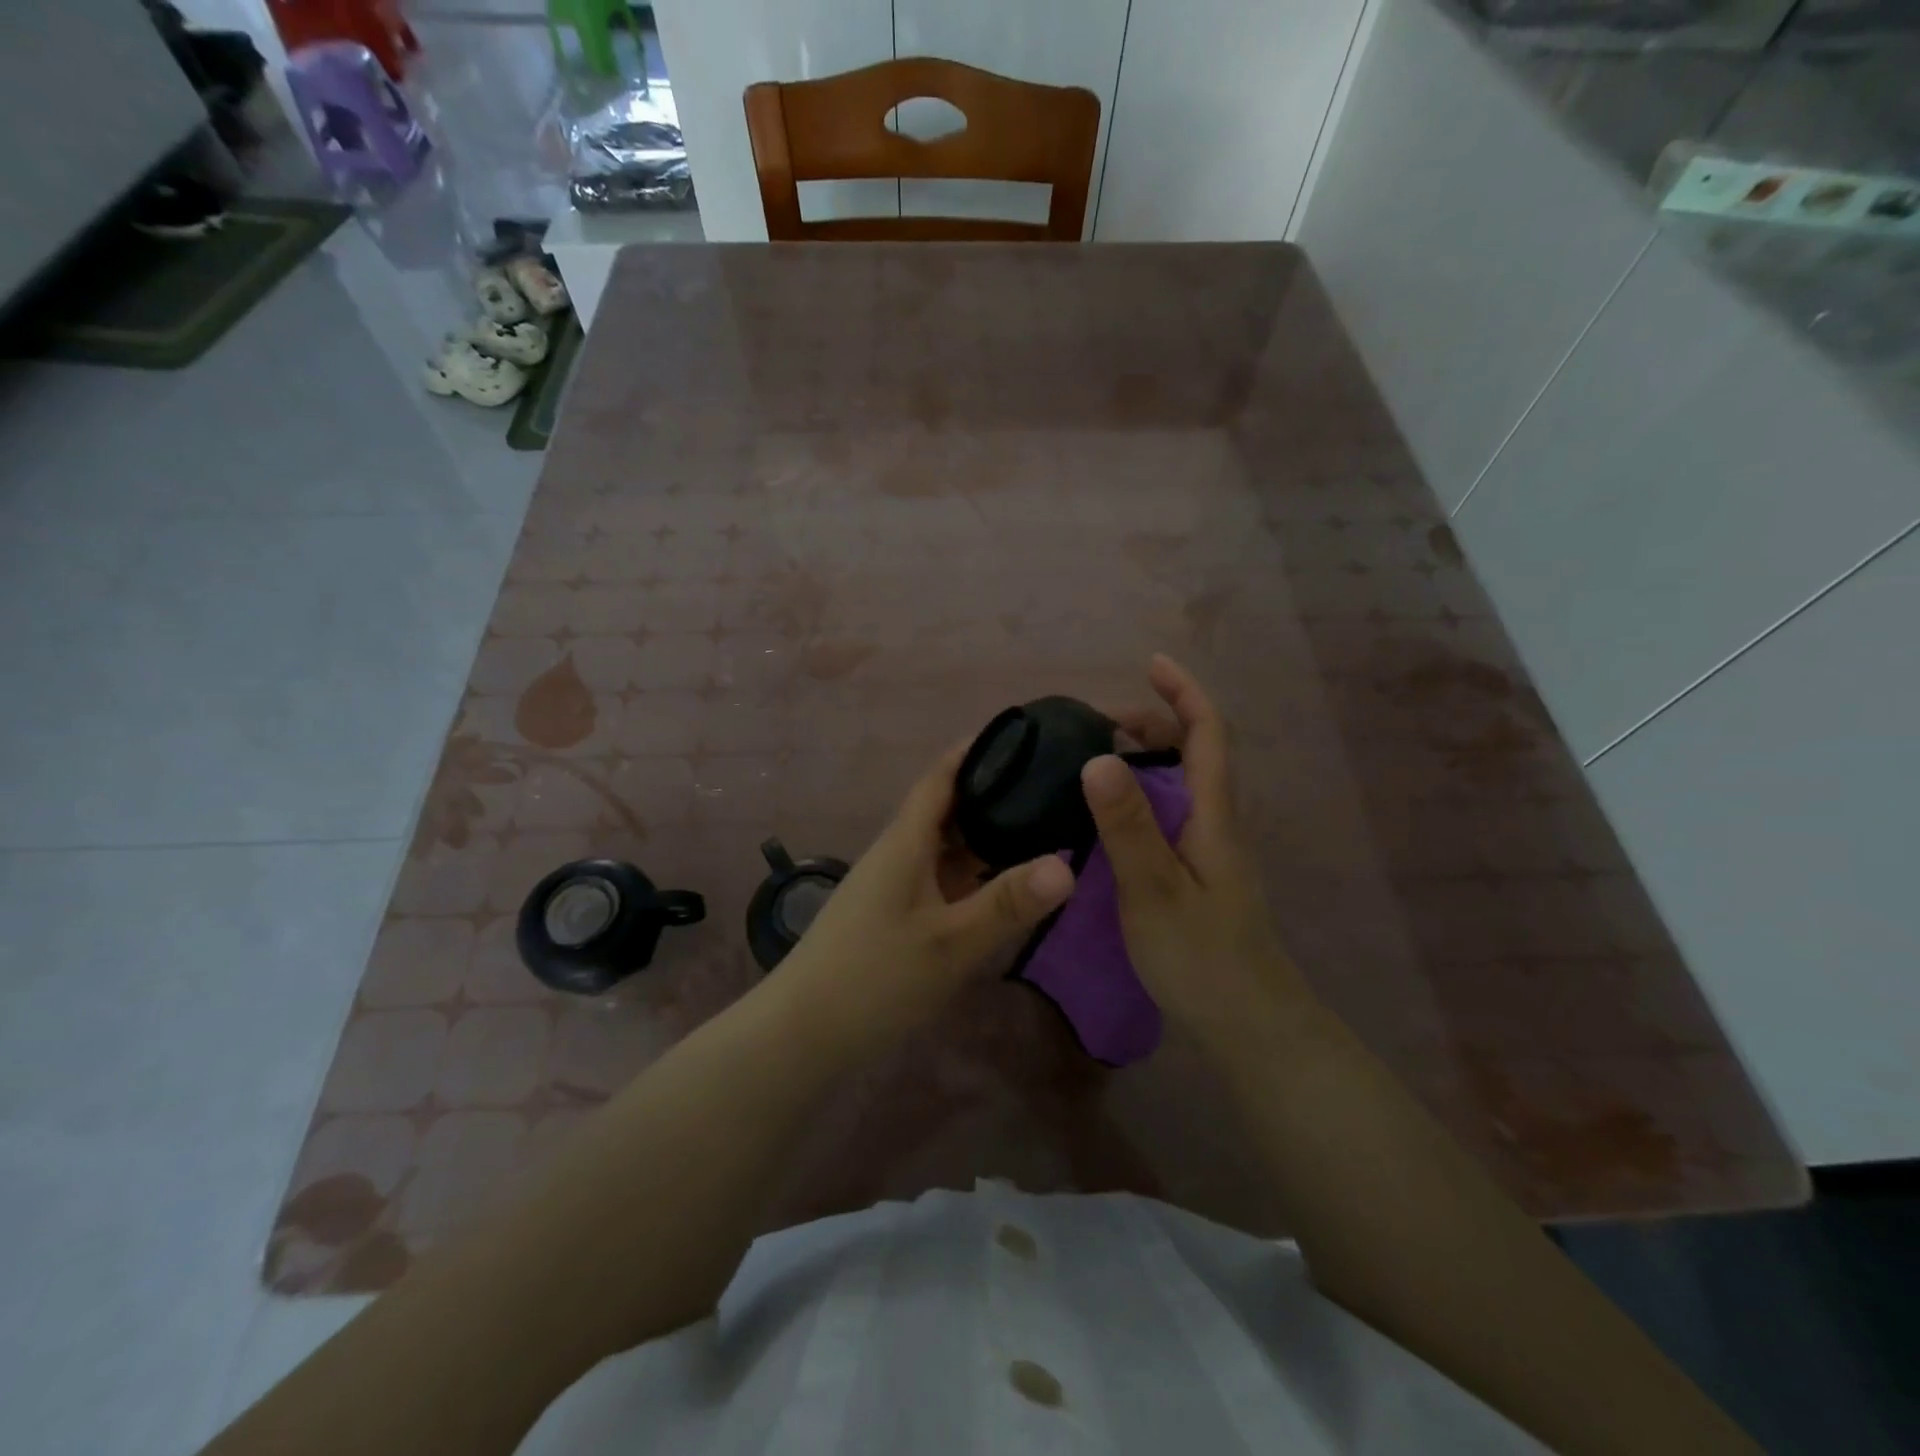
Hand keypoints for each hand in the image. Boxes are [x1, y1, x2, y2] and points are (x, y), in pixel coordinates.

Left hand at [776, 745, 1075, 1058]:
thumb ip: (1007, 903)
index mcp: (906, 842)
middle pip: (949, 809)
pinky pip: (941, 878)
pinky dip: (973, 874)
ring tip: (1041, 829)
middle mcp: (899, 853)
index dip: (975, 750)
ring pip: (946, 847)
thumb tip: (1069, 864)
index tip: (1020, 734)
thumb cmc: (873, 978)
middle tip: (1051, 787)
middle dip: (994, 794)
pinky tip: (1004, 887)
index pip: (941, 777)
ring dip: (986, 837)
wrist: (802, 1033)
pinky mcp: (895, 915)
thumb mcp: (949, 943)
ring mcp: (895, 886)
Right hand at [1086, 656, 1315, 1048]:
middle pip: (1195, 751)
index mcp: (1213, 815)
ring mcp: (1209, 850)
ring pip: (1181, 784)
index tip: (1151, 663)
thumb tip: (1097, 757)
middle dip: (1155, 721)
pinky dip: (1140, 794)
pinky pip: (1169, 813)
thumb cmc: (1202, 957)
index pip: (1208, 733)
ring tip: (1094, 760)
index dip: (1184, 692)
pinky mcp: (1197, 875)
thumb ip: (1127, 826)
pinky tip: (1107, 817)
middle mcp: (1216, 823)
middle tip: (1098, 725)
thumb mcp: (1154, 889)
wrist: (1249, 1025)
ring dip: (1145, 757)